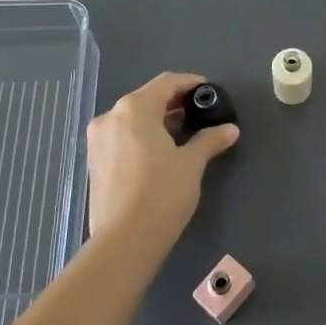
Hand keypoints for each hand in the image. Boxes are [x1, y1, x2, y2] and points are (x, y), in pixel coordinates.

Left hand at [86, 73, 239, 244]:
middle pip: (147, 99)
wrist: (124, 241)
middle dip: (174, 103)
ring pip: (132, 119)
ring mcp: (98, 141)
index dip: (190, 83)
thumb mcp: (191, 163)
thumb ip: (209, 140)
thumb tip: (230, 129)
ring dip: (157, 121)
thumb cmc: (162, 193)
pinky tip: (161, 153)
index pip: (167, 83)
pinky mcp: (94, 163)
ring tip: (184, 135)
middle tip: (199, 114)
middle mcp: (110, 117)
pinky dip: (142, 137)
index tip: (209, 92)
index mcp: (134, 108)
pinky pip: (122, 137)